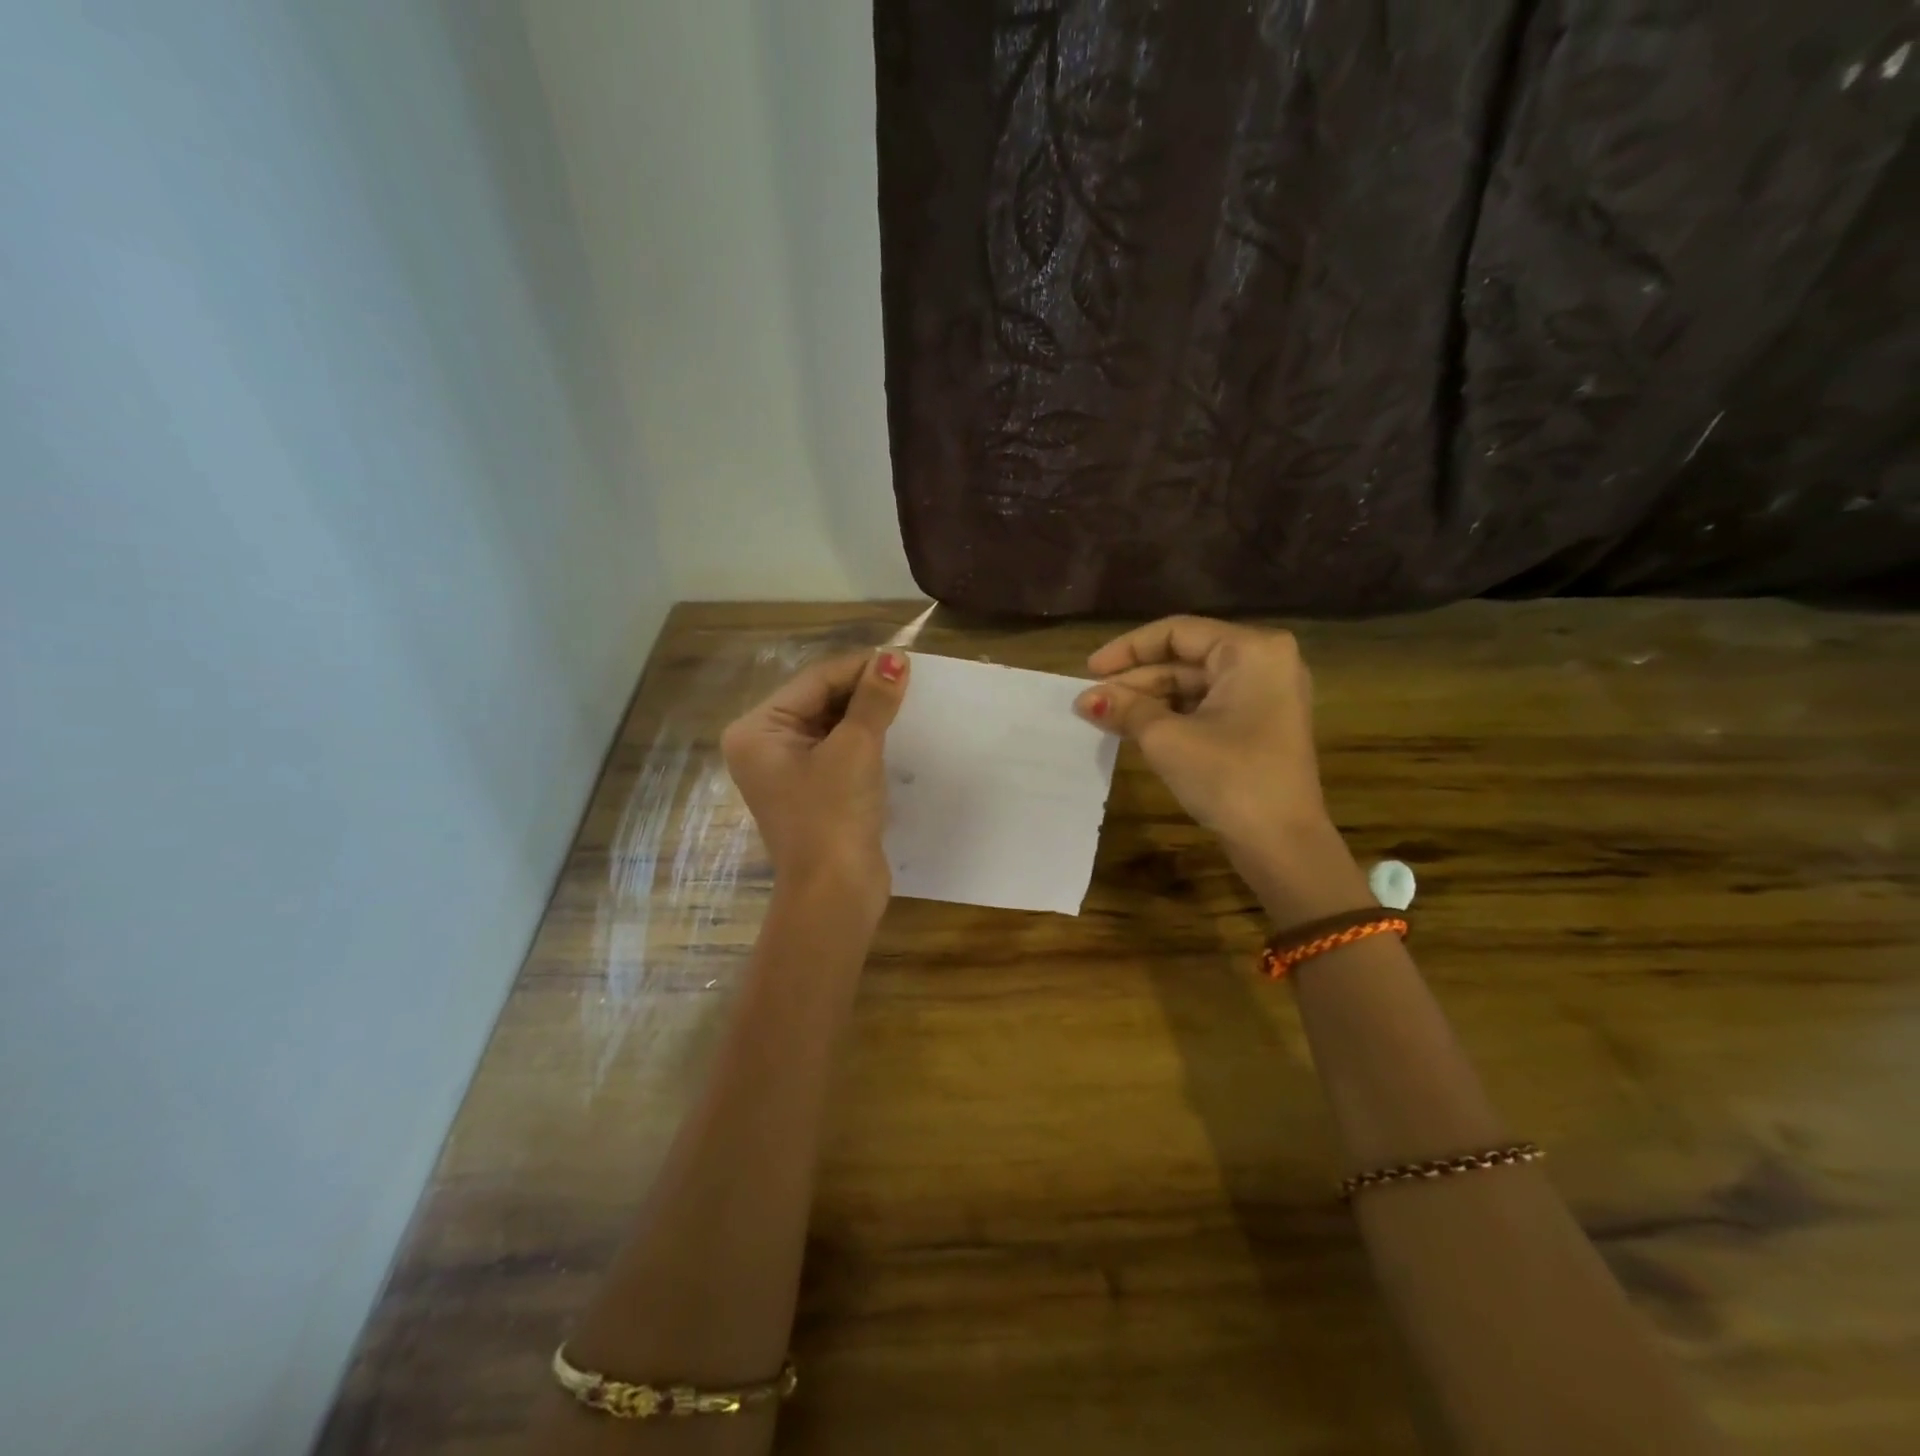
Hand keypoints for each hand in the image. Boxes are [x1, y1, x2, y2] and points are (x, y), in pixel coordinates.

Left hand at [721, 650, 909, 914]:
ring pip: (833, 725)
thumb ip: (873, 700)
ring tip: (908, 702)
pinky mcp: (813, 790)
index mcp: (758, 730)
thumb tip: (894, 657)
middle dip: (863, 691)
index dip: (859, 668)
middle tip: (910, 681)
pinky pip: (839, 750)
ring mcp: (789, 770)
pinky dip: (865, 740)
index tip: (904, 660)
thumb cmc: (834, 815)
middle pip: (820, 700)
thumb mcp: (855, 749)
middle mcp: (765, 746)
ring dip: (867, 714)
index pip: (814, 681)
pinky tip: (896, 732)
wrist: (835, 894)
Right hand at [1072, 616, 1330, 856]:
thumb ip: (1125, 708)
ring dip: (1150, 699)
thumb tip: (1086, 699)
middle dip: (1136, 680)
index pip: (1176, 632)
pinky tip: (1137, 729)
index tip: (1089, 670)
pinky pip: (1208, 705)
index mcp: (1251, 651)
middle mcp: (1265, 662)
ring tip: (1106, 716)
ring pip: (1194, 684)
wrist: (1282, 844)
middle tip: (1092, 701)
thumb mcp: (1167, 739)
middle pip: (1186, 658)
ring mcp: (1267, 694)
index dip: (1127, 649)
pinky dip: (1172, 715)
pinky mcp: (1261, 724)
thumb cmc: (1228, 777)